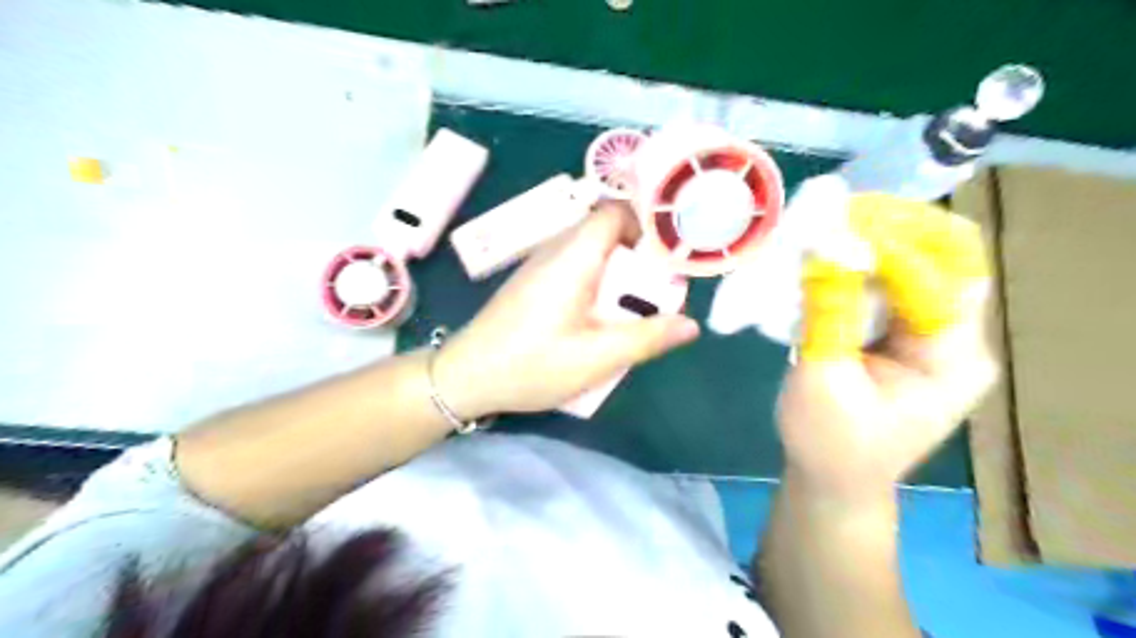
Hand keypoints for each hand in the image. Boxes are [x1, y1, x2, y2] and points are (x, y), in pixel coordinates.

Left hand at [437, 200, 701, 417]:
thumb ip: (646, 338)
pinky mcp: (532, 285)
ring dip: (617, 275)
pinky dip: (596, 284)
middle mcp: (555, 252)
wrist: (464, 377)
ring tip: (633, 310)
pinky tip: (598, 320)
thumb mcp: (596, 358)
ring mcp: (540, 267)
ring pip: (591, 254)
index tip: (669, 254)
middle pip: (606, 233)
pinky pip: (574, 270)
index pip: (614, 212)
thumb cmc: (530, 365)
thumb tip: (690, 324)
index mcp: (573, 258)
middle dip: (638, 258)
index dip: (646, 223)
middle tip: (658, 292)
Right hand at [778, 194, 994, 502]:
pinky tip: (823, 259)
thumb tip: (824, 243)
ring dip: (868, 245)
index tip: (837, 223)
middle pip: (938, 259)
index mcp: (952, 356)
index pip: (942, 273)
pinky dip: (855, 266)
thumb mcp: (821, 378)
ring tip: (822, 230)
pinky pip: (886, 285)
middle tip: (829, 217)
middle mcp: (954, 336)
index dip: (892, 241)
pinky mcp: (902, 333)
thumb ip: (826, 312)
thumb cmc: (828, 442)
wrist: (831, 478)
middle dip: (885, 232)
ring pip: (911, 266)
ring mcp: (929, 333)